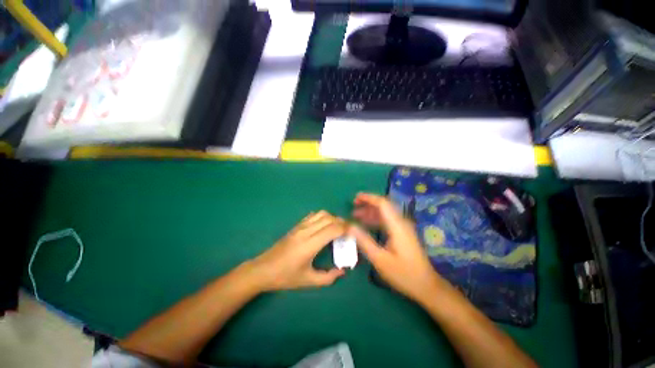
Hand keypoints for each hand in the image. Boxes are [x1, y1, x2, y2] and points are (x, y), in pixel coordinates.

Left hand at [249, 211, 346, 290]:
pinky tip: (324, 226)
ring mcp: (300, 226)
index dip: (345, 229)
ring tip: (337, 228)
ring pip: (321, 214)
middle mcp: (306, 231)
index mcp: (310, 244)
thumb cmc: (285, 277)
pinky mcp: (296, 226)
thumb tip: (342, 271)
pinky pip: (313, 215)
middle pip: (329, 218)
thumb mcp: (308, 281)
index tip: (353, 234)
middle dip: (342, 222)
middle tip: (348, 232)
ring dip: (332, 218)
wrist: (263, 269)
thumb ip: (328, 277)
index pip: (332, 229)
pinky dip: (322, 217)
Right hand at [349, 193, 445, 302]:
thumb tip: (349, 226)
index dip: (368, 198)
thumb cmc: (403, 274)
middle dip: (367, 203)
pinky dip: (375, 220)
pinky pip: (387, 221)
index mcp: (397, 226)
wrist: (426, 286)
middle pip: (383, 206)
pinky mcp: (402, 233)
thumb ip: (364, 241)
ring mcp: (403, 228)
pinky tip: (366, 225)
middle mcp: (401, 222)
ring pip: (384, 213)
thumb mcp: (380, 259)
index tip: (355, 198)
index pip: (382, 203)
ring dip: (370, 212)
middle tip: (353, 205)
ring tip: (355, 215)